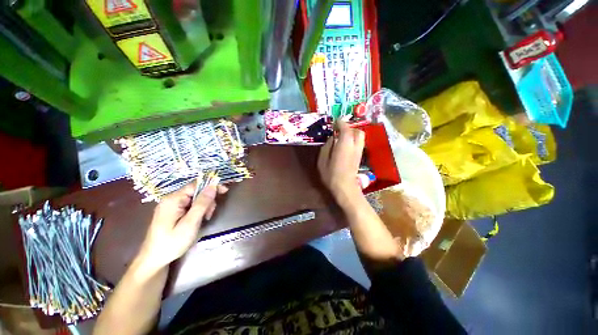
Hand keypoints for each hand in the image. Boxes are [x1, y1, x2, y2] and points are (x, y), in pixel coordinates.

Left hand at [135, 180, 227, 275]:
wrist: (154, 260)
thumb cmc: (172, 242)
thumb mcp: (190, 223)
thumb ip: (202, 204)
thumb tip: (213, 186)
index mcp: (173, 199)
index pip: (196, 185)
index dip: (211, 186)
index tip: (225, 191)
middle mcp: (171, 199)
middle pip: (196, 191)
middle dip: (207, 200)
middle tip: (210, 214)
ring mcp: (171, 205)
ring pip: (194, 198)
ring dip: (204, 206)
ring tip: (205, 219)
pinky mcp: (172, 212)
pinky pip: (189, 205)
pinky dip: (198, 210)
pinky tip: (199, 219)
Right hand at [318, 120, 364, 205]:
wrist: (345, 188)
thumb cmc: (331, 174)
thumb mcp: (323, 160)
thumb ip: (327, 146)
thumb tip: (333, 138)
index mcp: (345, 144)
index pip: (346, 128)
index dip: (340, 123)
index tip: (334, 122)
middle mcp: (355, 145)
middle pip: (357, 131)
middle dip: (349, 128)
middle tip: (339, 130)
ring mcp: (359, 151)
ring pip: (360, 137)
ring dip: (352, 134)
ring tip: (341, 137)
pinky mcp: (360, 157)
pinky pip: (359, 143)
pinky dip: (353, 140)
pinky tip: (345, 145)